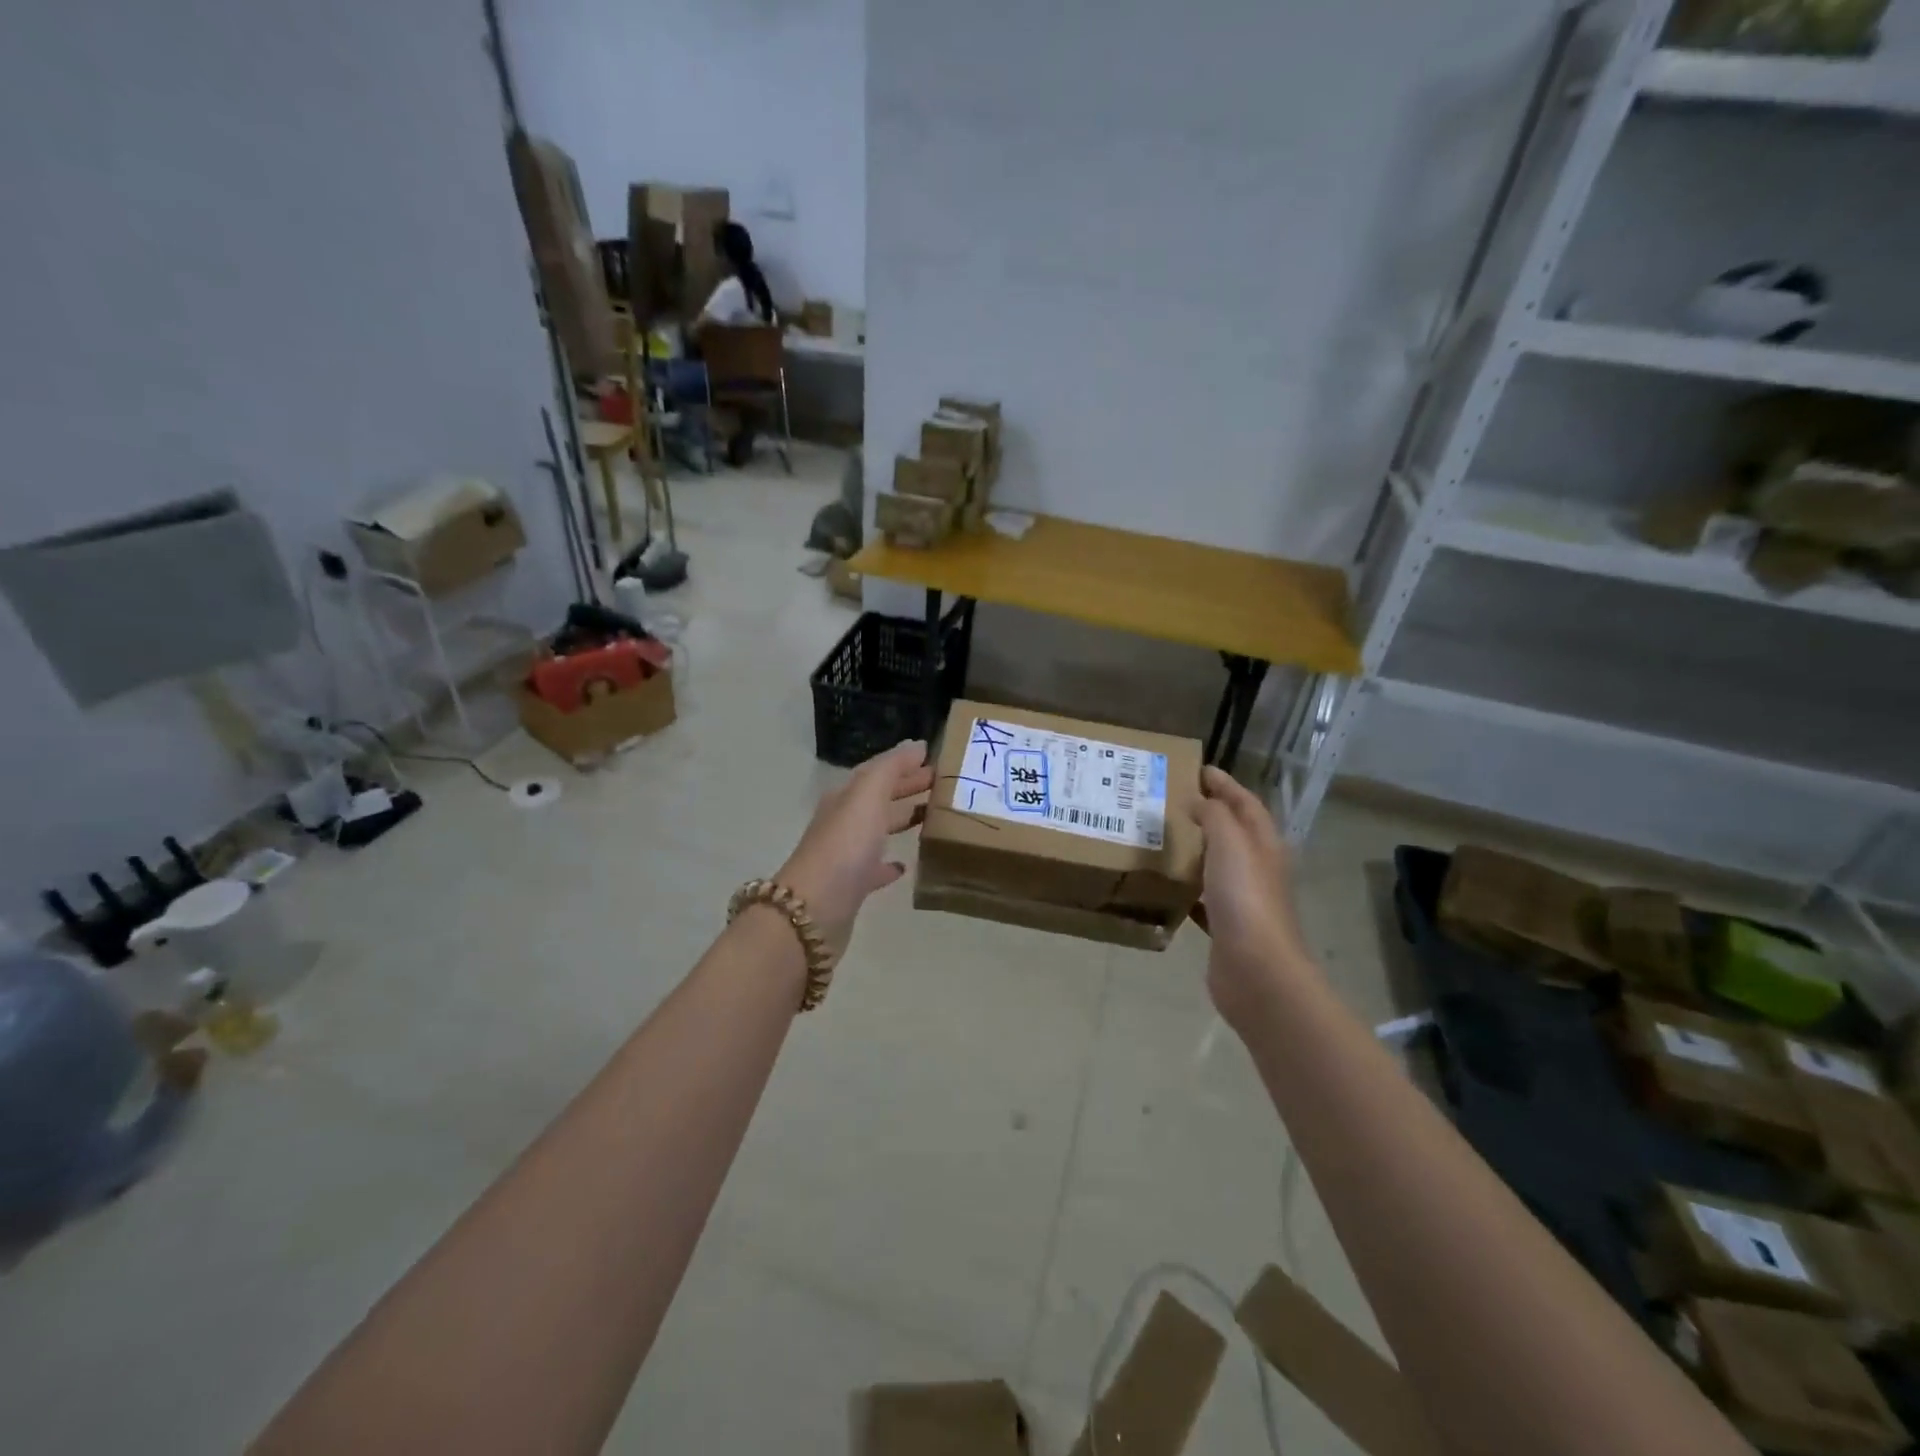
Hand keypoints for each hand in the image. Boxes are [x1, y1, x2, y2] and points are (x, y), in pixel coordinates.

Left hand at [776, 740, 933, 953]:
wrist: (814, 911)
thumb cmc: (844, 847)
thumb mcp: (867, 797)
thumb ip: (891, 768)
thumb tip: (917, 745)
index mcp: (846, 798)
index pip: (878, 772)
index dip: (905, 764)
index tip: (938, 761)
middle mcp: (843, 822)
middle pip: (879, 799)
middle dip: (908, 788)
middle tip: (944, 786)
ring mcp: (846, 855)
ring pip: (879, 830)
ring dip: (902, 820)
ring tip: (933, 818)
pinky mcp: (852, 887)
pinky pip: (875, 868)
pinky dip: (890, 863)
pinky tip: (905, 866)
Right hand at [1192, 767, 1312, 1020]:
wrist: (1257, 971)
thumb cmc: (1245, 899)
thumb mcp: (1230, 844)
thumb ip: (1215, 816)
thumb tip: (1200, 800)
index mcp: (1264, 844)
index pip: (1246, 804)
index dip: (1225, 784)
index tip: (1199, 769)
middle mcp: (1257, 868)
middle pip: (1234, 832)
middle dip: (1210, 813)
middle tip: (1173, 800)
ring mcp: (1243, 900)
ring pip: (1218, 865)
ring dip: (1196, 849)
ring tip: (1163, 837)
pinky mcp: (1226, 927)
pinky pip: (1204, 898)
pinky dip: (1188, 888)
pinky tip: (1167, 886)